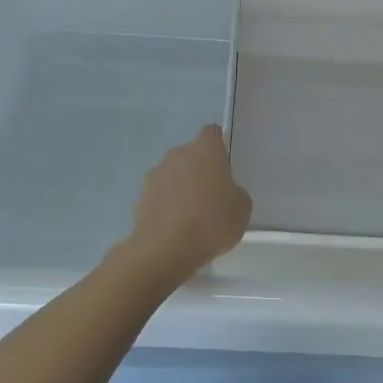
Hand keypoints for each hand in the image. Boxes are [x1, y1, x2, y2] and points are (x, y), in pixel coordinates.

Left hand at [116, 125, 252, 285]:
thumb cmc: (212, 222)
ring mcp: (156, 174)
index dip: (218, 147)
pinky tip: (174, 227)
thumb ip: (236, 193)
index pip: (212, 133)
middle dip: (199, 170)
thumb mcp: (241, 210)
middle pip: (191, 155)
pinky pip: (159, 194)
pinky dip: (165, 204)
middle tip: (211, 196)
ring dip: (180, 187)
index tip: (224, 166)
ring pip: (173, 174)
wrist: (166, 248)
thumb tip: (227, 192)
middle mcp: (178, 154)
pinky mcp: (141, 196)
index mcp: (205, 150)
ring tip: (190, 216)